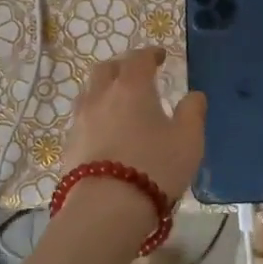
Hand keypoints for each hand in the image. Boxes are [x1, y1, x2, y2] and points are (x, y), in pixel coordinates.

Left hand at [60, 47, 206, 211]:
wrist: (105, 209)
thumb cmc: (155, 167)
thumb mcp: (188, 140)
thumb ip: (193, 112)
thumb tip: (194, 95)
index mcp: (131, 87)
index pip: (138, 58)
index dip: (150, 54)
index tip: (160, 56)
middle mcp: (101, 96)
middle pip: (106, 69)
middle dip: (122, 67)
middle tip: (137, 75)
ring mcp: (80, 121)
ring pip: (89, 93)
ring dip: (105, 91)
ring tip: (119, 104)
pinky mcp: (68, 146)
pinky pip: (83, 120)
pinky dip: (96, 117)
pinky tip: (107, 133)